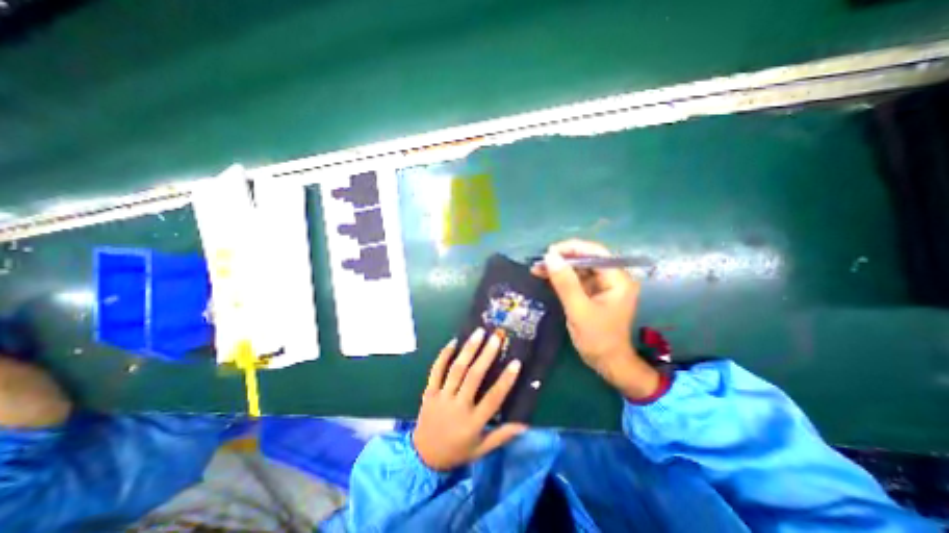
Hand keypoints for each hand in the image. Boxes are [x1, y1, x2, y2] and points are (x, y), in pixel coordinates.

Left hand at [414, 330, 526, 470]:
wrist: (423, 458)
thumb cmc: (457, 452)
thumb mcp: (482, 449)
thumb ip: (502, 435)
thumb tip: (525, 424)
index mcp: (473, 422)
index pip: (493, 399)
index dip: (506, 380)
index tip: (516, 362)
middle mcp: (458, 406)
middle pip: (473, 377)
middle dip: (486, 355)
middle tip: (496, 338)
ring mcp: (442, 397)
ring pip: (456, 369)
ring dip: (468, 350)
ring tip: (478, 333)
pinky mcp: (429, 392)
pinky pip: (436, 370)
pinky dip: (444, 355)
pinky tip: (453, 341)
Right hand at [532, 239, 661, 398]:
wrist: (607, 363)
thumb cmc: (597, 339)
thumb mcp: (578, 310)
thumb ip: (565, 283)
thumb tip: (550, 257)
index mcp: (618, 279)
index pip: (595, 253)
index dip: (572, 248)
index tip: (550, 252)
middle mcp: (613, 278)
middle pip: (586, 258)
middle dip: (562, 259)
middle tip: (541, 261)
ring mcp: (603, 285)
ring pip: (579, 268)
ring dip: (559, 268)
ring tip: (537, 268)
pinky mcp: (593, 292)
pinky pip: (576, 279)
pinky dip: (561, 277)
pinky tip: (545, 276)